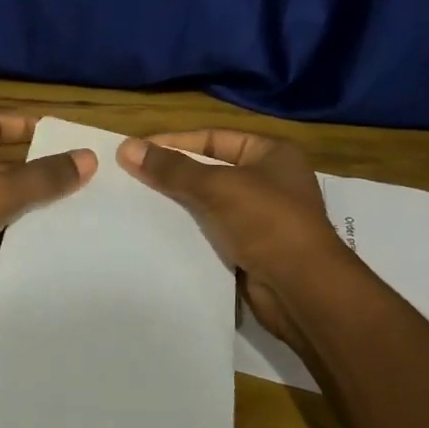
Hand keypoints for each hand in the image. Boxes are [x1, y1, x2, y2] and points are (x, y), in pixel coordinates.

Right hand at [118, 128, 346, 348]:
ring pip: (210, 203)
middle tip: (131, 176)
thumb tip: (126, 147)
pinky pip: (214, 231)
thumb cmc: (267, 222)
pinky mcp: (253, 248)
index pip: (214, 138)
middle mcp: (270, 181)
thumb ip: (171, 168)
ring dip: (180, 204)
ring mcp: (263, 217)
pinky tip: (159, 232)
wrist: (303, 289)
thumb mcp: (217, 186)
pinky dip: (191, 231)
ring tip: (138, 203)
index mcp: (272, 153)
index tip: (137, 150)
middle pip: (211, 169)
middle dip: (174, 174)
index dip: (175, 142)